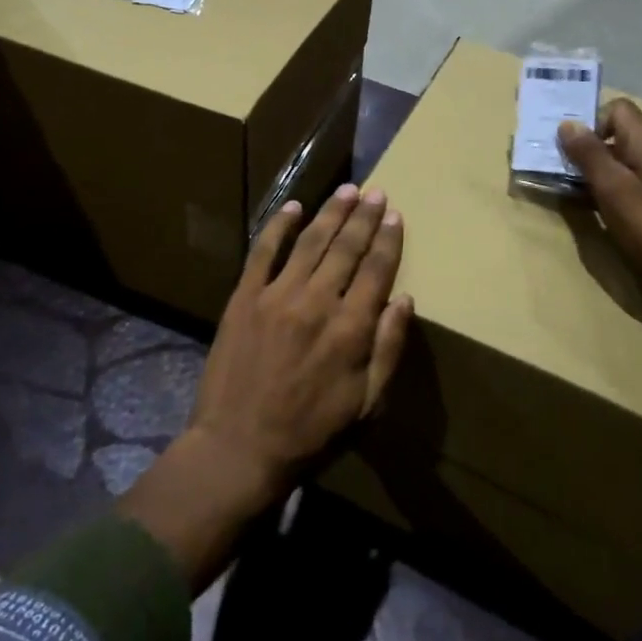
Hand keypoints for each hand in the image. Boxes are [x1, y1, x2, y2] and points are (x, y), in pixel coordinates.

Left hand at [190, 184, 413, 503]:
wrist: (237, 449)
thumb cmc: (310, 433)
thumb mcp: (366, 405)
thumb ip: (388, 349)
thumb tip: (405, 299)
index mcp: (350, 328)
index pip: (377, 269)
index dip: (388, 239)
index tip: (395, 214)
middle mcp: (317, 301)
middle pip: (347, 247)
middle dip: (364, 217)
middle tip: (375, 192)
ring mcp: (277, 295)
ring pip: (311, 241)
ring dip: (331, 212)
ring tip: (347, 191)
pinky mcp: (244, 297)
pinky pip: (263, 251)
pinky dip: (278, 225)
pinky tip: (293, 206)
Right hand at [558, 101, 641, 301]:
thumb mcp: (616, 190)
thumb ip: (590, 156)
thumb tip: (567, 124)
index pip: (616, 108)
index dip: (590, 123)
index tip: (569, 150)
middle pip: (620, 134)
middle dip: (590, 151)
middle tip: (564, 174)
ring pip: (628, 161)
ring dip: (602, 174)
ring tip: (579, 197)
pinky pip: (639, 182)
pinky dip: (620, 192)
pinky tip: (610, 215)